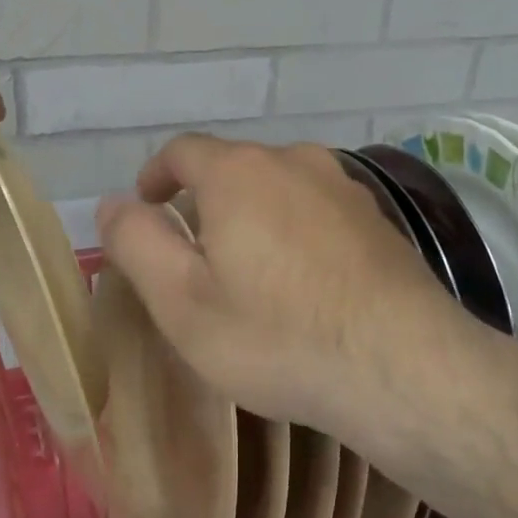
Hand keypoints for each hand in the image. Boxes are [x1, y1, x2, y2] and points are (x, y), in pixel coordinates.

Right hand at [97, 134, 473, 454]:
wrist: (403, 366)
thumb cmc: (278, 336)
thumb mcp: (183, 301)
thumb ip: (138, 243)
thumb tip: (114, 204)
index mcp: (240, 172)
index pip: (182, 150)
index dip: (156, 176)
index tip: (147, 207)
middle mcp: (295, 161)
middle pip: (234, 169)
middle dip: (204, 204)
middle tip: (194, 258)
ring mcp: (345, 188)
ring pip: (279, 190)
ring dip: (253, 219)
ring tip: (248, 275)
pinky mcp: (378, 220)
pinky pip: (318, 213)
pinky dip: (295, 234)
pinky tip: (303, 285)